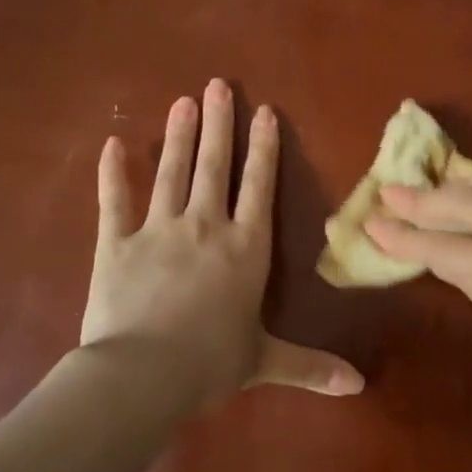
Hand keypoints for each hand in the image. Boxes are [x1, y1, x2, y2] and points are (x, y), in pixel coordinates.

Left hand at [81, 80, 363, 410]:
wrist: (143, 375)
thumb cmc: (211, 363)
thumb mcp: (266, 362)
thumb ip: (311, 366)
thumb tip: (359, 386)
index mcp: (246, 248)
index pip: (259, 187)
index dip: (263, 148)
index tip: (264, 111)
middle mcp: (206, 227)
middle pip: (215, 166)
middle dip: (219, 124)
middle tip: (217, 85)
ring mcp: (158, 230)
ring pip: (172, 173)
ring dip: (178, 136)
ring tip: (182, 101)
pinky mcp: (115, 244)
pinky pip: (114, 201)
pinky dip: (112, 173)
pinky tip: (112, 144)